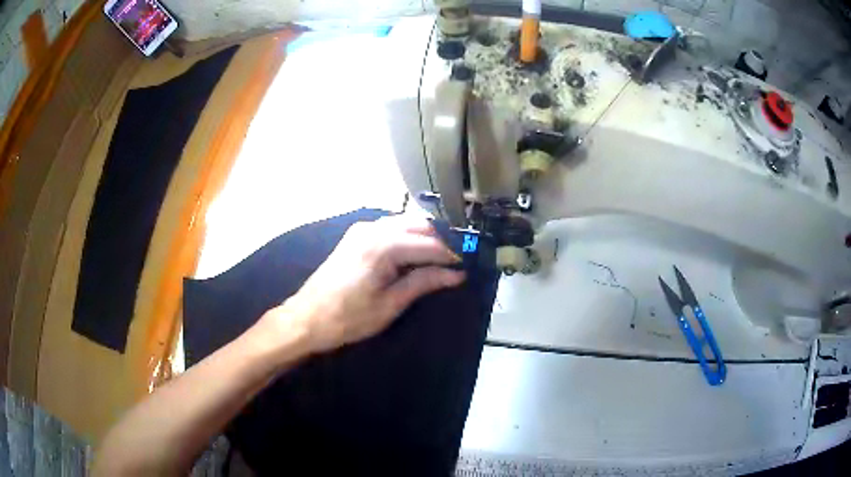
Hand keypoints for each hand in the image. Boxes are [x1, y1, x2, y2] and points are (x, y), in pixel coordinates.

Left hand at [264, 215, 465, 353]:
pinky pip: (390, 228)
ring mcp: (361, 229)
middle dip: (441, 242)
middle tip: (455, 263)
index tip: (466, 267)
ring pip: (405, 223)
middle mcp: (372, 228)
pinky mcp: (355, 235)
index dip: (451, 255)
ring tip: (439, 261)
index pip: (429, 244)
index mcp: (382, 245)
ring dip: (424, 238)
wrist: (306, 319)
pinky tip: (414, 255)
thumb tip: (456, 274)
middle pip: (419, 225)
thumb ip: (424, 283)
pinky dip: (407, 237)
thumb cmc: (348, 318)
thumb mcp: (390, 305)